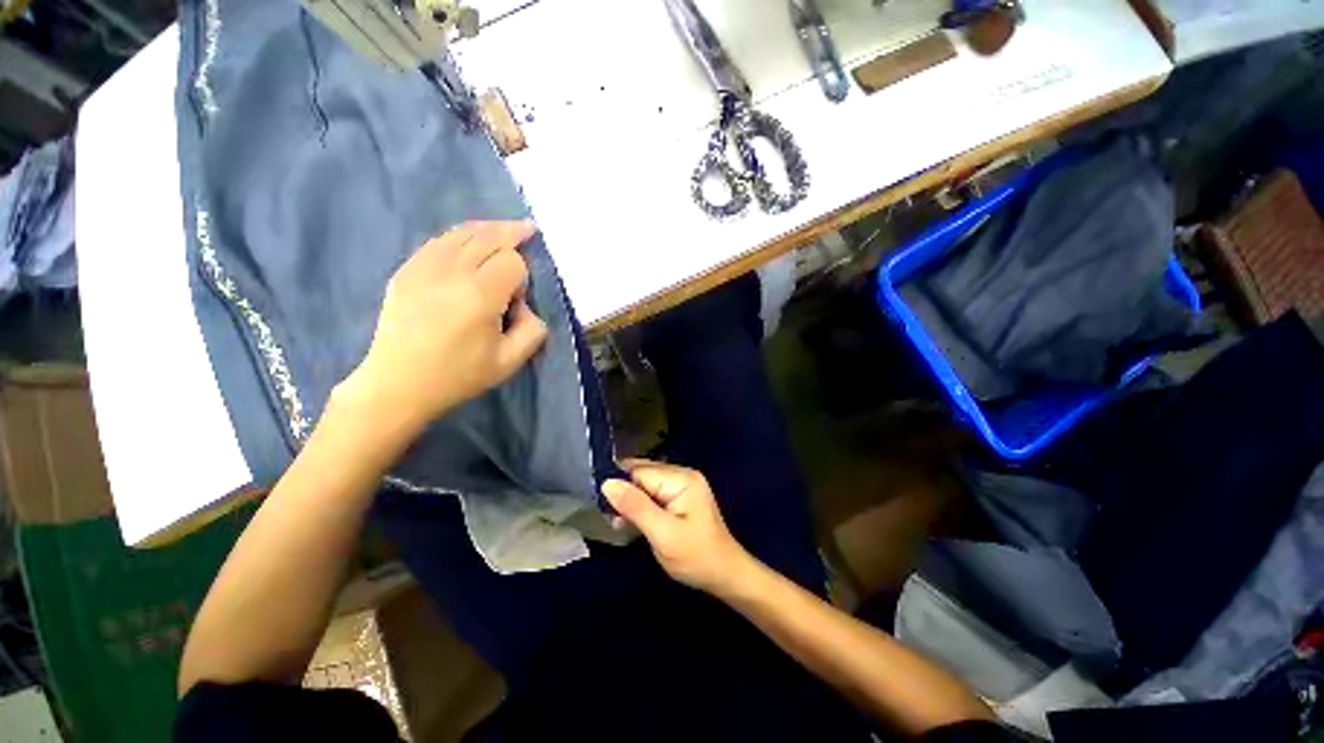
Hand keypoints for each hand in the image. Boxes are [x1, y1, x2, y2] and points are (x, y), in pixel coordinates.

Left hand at [339, 221, 547, 436]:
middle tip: (529, 229)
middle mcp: (452, 272)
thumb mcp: (510, 361)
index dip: (523, 275)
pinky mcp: (406, 270)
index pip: (512, 262)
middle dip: (512, 233)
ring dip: (488, 228)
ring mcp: (423, 267)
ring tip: (505, 228)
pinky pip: (438, 241)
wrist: (398, 384)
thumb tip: (524, 305)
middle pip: (489, 237)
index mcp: (480, 296)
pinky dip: (460, 235)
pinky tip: (470, 240)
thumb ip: (533, 330)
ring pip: (462, 232)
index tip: (518, 298)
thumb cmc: (458, 375)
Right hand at [602, 460, 753, 594]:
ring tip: (618, 523)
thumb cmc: (695, 557)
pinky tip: (631, 521)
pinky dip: (640, 505)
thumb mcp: (662, 534)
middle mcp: (682, 474)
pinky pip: (653, 493)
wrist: (725, 576)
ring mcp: (682, 485)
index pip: (640, 471)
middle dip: (624, 492)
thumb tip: (607, 483)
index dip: (620, 485)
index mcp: (681, 478)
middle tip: (609, 516)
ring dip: (630, 501)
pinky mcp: (680, 497)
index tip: (602, 504)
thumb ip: (635, 506)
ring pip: (645, 484)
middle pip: (643, 474)